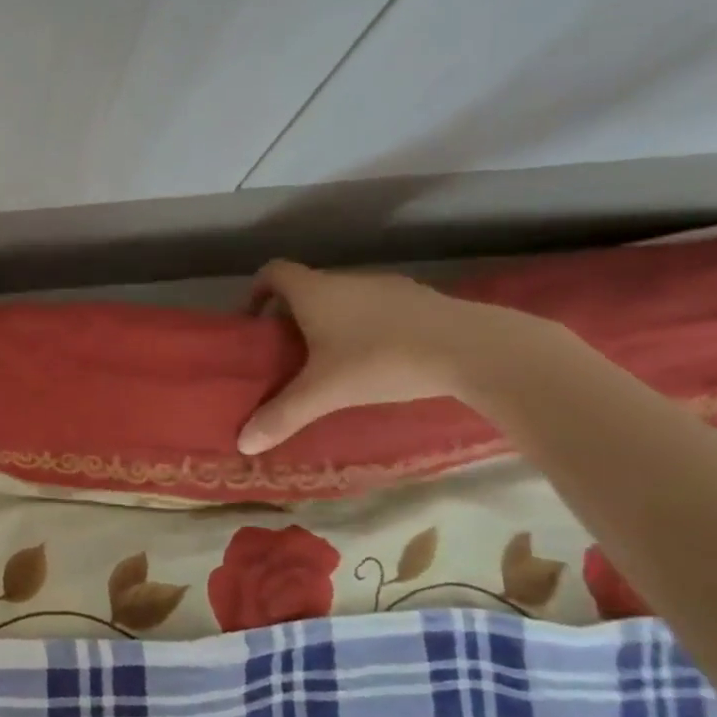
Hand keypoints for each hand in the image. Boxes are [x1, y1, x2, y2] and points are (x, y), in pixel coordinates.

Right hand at [237, 261, 516, 453]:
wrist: (474, 349)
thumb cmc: (381, 361)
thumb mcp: (325, 393)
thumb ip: (282, 416)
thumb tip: (243, 444)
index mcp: (315, 291)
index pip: (273, 272)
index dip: (257, 291)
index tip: (254, 321)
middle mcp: (347, 279)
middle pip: (309, 287)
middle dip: (294, 315)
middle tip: (290, 353)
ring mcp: (389, 286)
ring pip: (346, 298)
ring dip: (334, 321)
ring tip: (335, 360)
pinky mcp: (423, 300)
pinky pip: (381, 309)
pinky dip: (370, 327)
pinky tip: (382, 360)